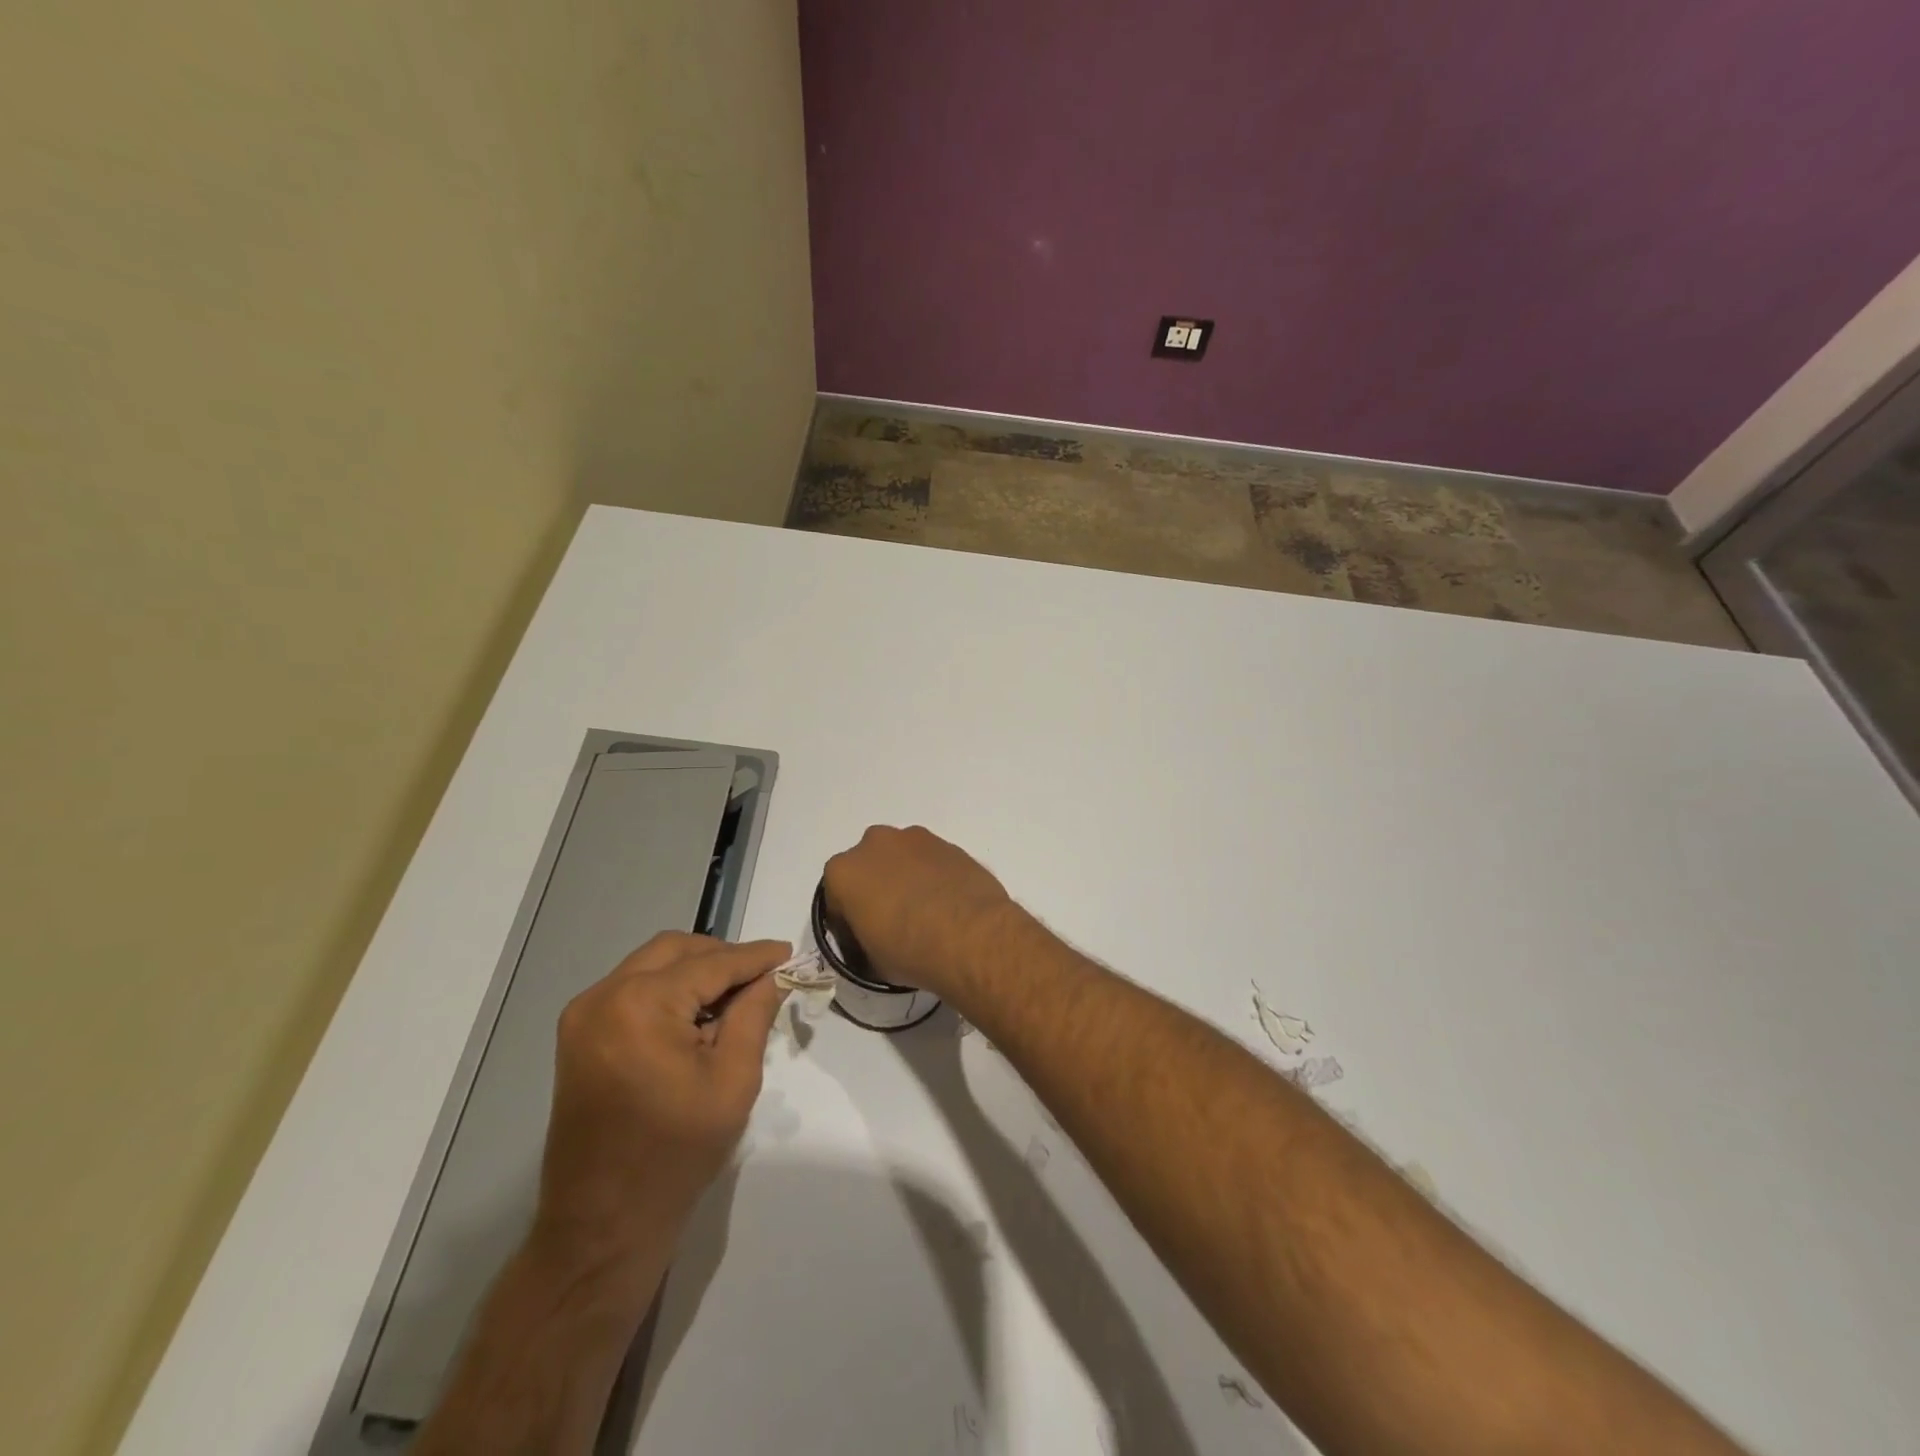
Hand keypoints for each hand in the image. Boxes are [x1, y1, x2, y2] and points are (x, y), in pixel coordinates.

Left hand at [535, 933, 789, 1271]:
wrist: (601, 1226)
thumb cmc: (676, 1155)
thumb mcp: (733, 1080)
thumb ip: (754, 1015)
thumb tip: (774, 975)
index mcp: (640, 1005)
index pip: (711, 963)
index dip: (755, 957)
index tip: (789, 953)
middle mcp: (603, 996)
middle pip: (675, 950)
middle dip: (722, 957)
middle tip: (762, 978)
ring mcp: (584, 1016)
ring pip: (652, 965)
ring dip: (694, 972)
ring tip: (733, 1000)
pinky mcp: (579, 1036)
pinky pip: (632, 989)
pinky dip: (668, 990)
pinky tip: (695, 1018)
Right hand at [822, 826, 1015, 998]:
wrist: (972, 936)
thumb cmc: (909, 951)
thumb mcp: (872, 962)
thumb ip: (864, 944)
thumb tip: (875, 944)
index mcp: (843, 871)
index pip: (837, 901)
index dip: (848, 927)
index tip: (863, 946)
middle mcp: (874, 844)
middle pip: (869, 870)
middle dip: (876, 891)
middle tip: (893, 924)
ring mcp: (915, 839)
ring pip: (901, 859)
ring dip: (905, 880)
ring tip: (925, 914)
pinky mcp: (949, 843)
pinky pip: (931, 861)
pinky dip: (933, 877)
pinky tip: (946, 905)